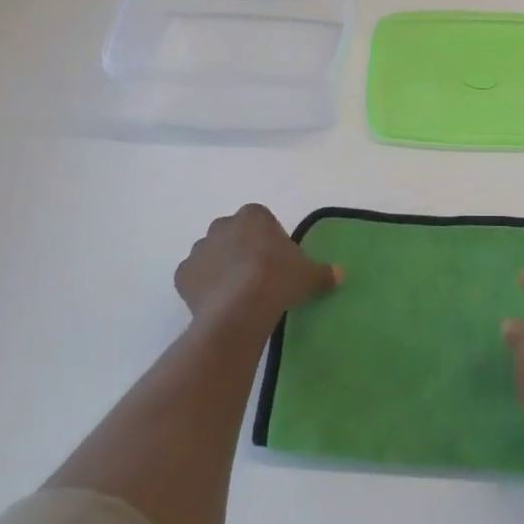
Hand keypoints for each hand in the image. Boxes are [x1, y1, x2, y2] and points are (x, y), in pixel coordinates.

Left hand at [175, 205, 339, 338]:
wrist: (240, 308)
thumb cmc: (278, 279)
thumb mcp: (309, 275)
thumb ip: (324, 272)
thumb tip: (340, 274)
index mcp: (253, 216)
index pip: (260, 219)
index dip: (268, 239)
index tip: (277, 260)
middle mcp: (222, 225)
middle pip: (233, 233)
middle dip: (241, 249)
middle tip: (257, 276)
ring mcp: (199, 249)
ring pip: (211, 254)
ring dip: (220, 266)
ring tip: (236, 293)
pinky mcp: (183, 274)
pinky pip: (194, 277)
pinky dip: (202, 286)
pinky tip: (217, 303)